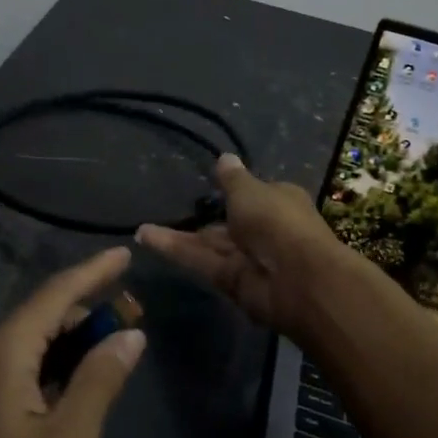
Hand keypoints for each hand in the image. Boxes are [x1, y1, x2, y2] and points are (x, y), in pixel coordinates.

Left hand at [0, 247, 145, 437]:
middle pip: (44, 315)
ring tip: (115, 342)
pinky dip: (56, 364)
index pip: (56, 293)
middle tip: (134, 313)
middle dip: (89, 309)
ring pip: (34, 344)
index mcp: (4, 352)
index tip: (126, 253)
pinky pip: (23, 369)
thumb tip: (130, 333)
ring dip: (74, 339)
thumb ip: (100, 379)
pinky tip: (80, 378)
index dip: (94, 271)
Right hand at [137, 154, 346, 336]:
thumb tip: (224, 157)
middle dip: (203, 216)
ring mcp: (247, 257)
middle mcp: (264, 228)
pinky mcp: (230, 280)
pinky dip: (174, 249)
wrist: (296, 279)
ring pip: (208, 243)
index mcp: (278, 201)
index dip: (234, 190)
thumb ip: (232, 178)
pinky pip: (199, 259)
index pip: (254, 194)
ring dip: (178, 235)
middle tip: (168, 207)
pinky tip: (144, 237)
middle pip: (229, 222)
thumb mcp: (250, 190)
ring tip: (141, 229)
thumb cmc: (277, 221)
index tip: (210, 183)